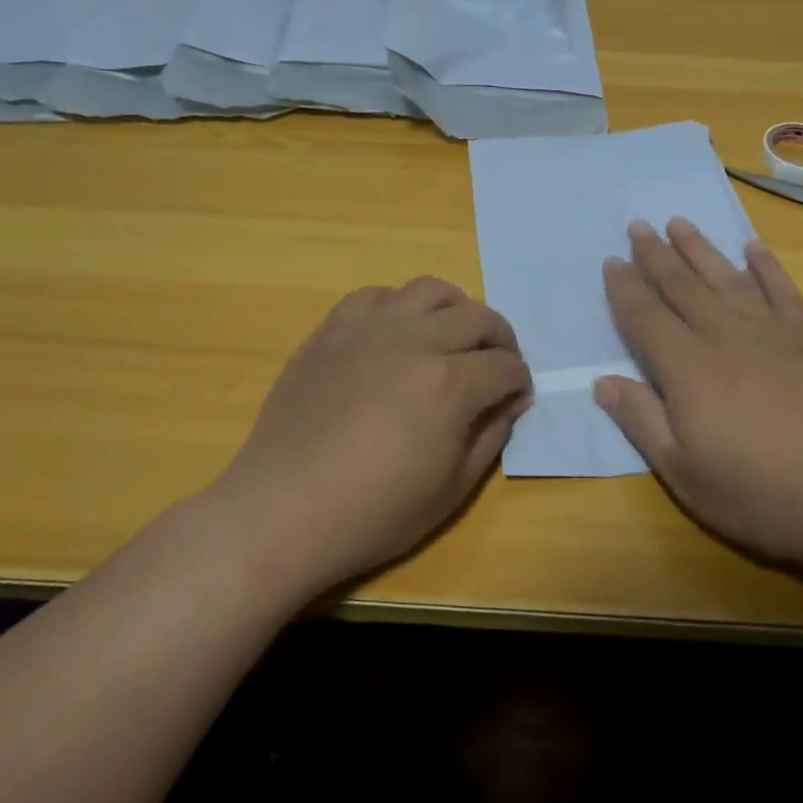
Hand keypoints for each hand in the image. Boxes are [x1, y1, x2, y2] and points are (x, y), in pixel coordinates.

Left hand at [209, 276, 531, 597]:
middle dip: (500, 340)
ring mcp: (371, 329)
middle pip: (478, 317)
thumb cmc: (373, 512)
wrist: (283, 511)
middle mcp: (416, 341)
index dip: (519, 381)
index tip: (516, 396)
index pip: (506, 365)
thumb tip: (512, 399)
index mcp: (450, 383)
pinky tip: (396, 334)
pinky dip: (399, 307)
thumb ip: (493, 435)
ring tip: (451, 337)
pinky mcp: (333, 329)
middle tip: (496, 365)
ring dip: (454, 310)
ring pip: (430, 290)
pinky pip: (376, 295)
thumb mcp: (452, 488)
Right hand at [596, 218, 802, 572]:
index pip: (645, 316)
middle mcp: (723, 334)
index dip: (625, 288)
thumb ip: (642, 421)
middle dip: (655, 254)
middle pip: (681, 284)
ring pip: (725, 276)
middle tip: (638, 225)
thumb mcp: (685, 473)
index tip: (611, 261)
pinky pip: (781, 289)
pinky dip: (766, 266)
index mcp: (687, 367)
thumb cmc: (762, 492)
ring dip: (700, 247)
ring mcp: (770, 330)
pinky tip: (753, 248)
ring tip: (680, 222)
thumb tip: (602, 382)